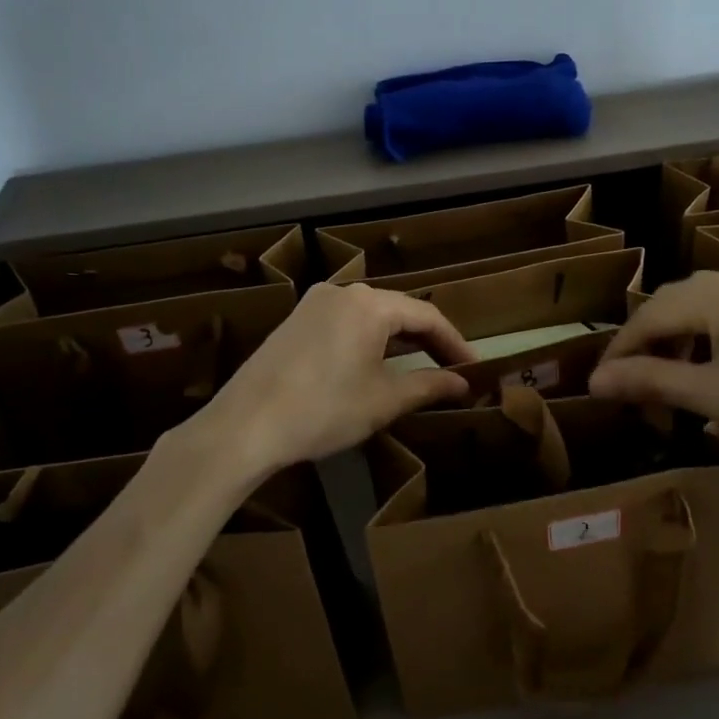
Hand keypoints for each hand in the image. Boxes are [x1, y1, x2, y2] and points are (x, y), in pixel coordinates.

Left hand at [190, 283, 477, 476]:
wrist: (245, 426)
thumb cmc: (324, 410)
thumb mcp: (384, 400)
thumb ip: (429, 385)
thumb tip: (463, 383)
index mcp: (370, 304)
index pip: (427, 315)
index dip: (454, 342)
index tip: (473, 368)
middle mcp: (343, 292)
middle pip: (398, 310)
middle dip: (427, 340)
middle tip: (451, 368)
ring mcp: (314, 304)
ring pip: (371, 315)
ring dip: (398, 340)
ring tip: (420, 368)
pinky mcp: (295, 321)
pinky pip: (346, 322)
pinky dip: (369, 340)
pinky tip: (375, 365)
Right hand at [588, 263, 718, 469]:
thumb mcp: (715, 396)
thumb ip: (650, 381)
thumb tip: (595, 379)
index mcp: (715, 292)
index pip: (648, 316)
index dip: (620, 350)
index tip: (601, 385)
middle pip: (675, 305)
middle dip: (650, 347)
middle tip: (638, 391)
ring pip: (705, 307)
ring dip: (682, 342)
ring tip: (677, 383)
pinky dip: (714, 337)